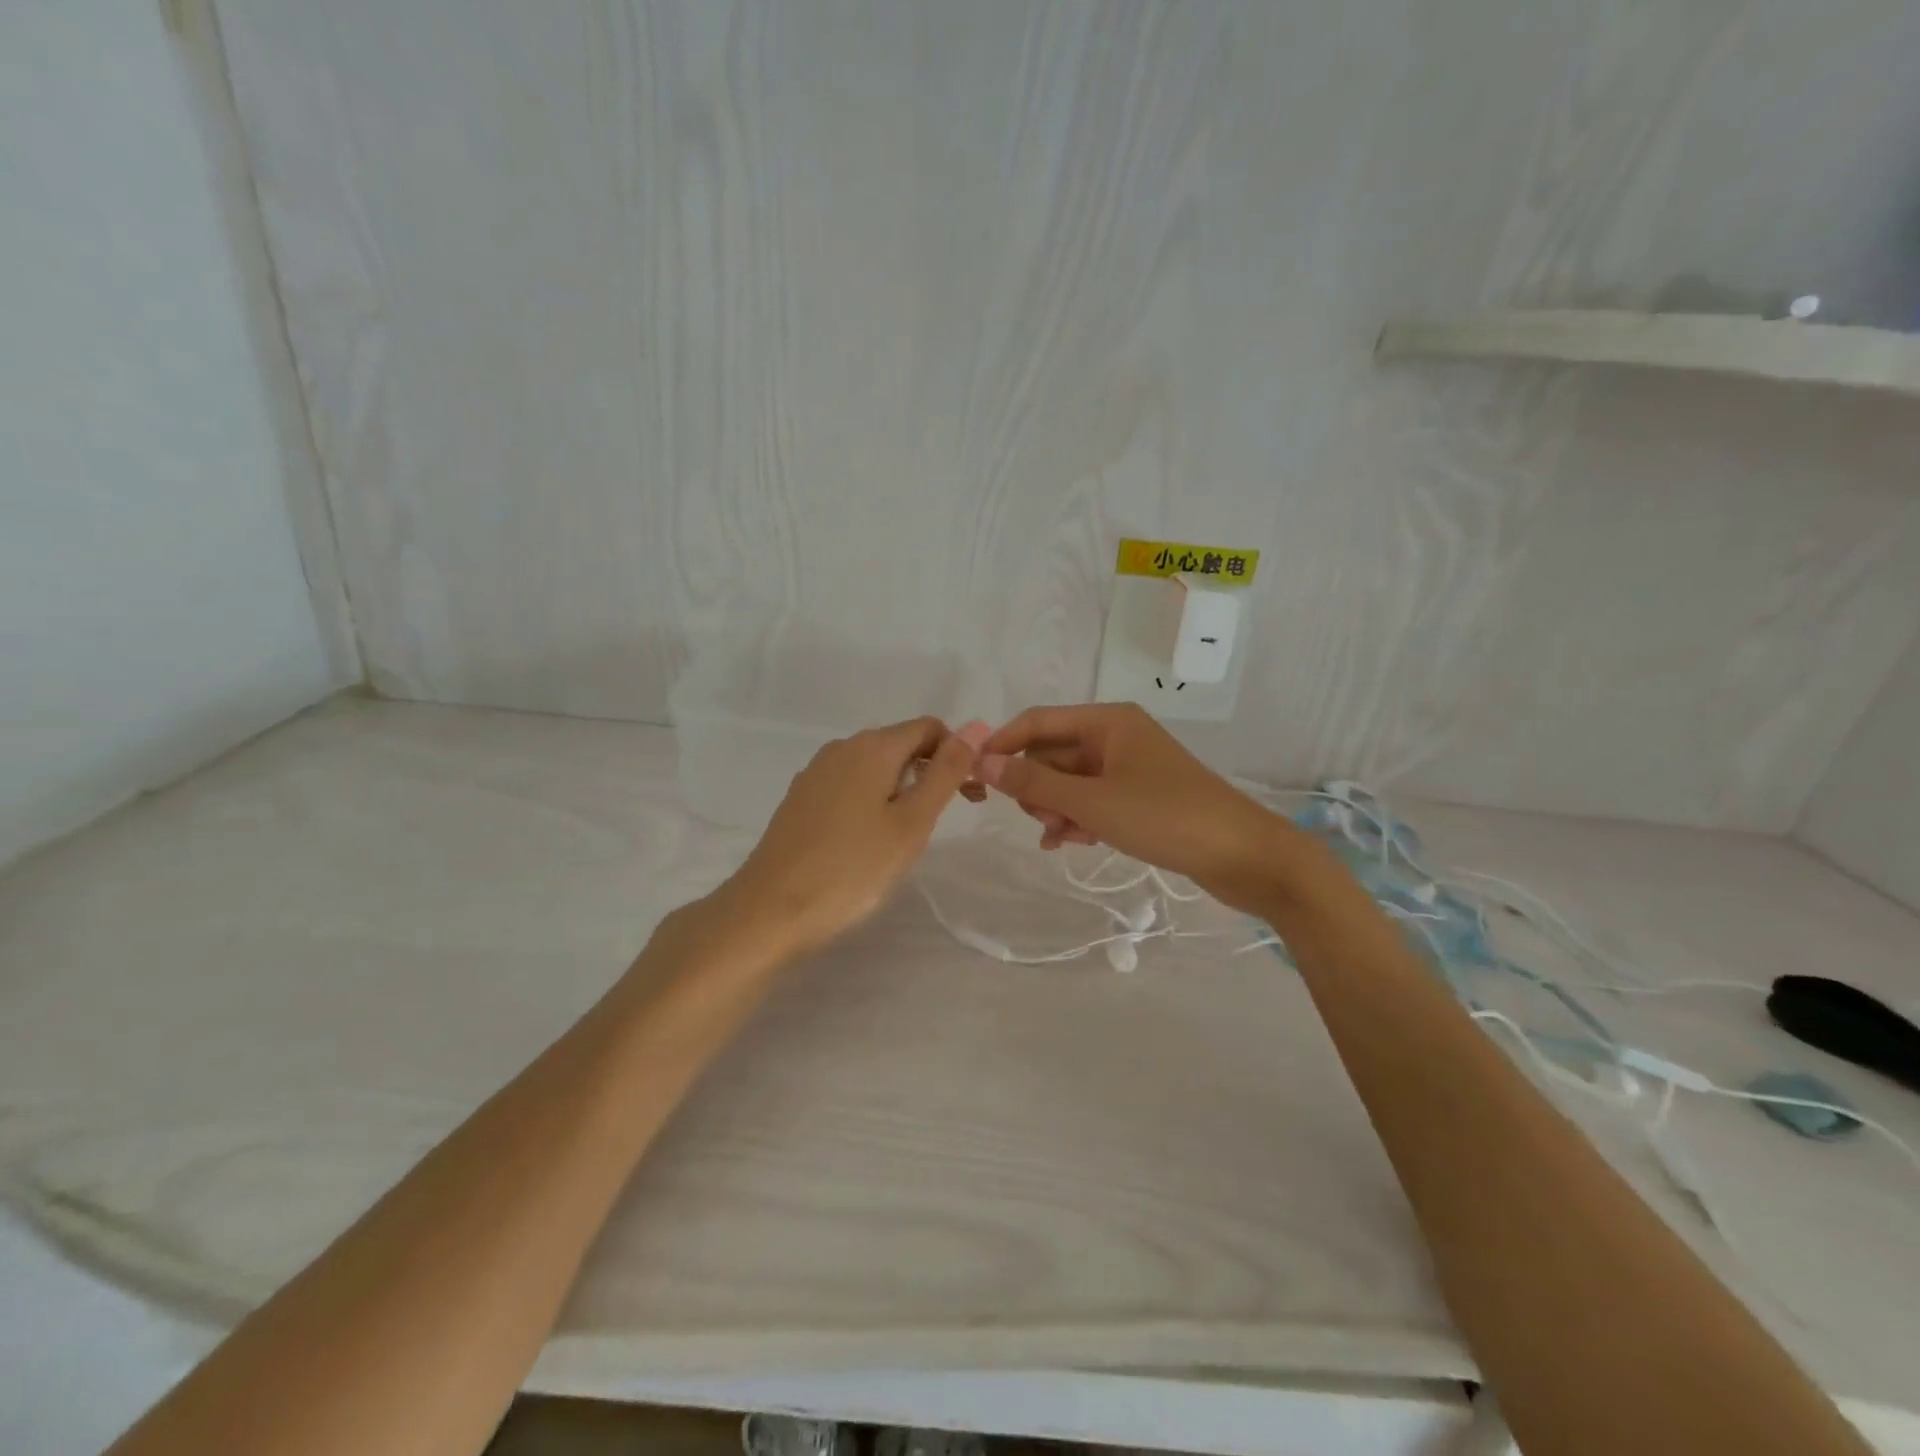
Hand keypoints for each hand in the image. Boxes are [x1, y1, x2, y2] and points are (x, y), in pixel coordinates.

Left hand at [716, 716, 990, 960]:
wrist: (770, 910)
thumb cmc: (852, 868)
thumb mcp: (912, 822)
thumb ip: (945, 773)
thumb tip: (975, 727)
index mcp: (872, 746)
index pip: (928, 728)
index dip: (956, 754)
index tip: (968, 797)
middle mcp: (841, 748)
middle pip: (900, 745)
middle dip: (930, 773)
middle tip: (944, 822)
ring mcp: (815, 773)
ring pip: (874, 768)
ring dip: (902, 790)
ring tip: (906, 838)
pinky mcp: (800, 800)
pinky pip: (849, 786)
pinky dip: (872, 802)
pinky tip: (868, 842)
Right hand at [976, 703, 1284, 910]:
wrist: (1244, 855)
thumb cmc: (1165, 817)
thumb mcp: (1091, 802)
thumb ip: (1035, 783)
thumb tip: (983, 762)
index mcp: (1107, 721)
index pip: (1037, 721)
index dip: (1003, 744)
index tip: (974, 775)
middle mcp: (1116, 736)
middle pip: (1053, 753)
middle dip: (1036, 786)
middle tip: (1039, 820)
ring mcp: (1129, 767)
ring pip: (1070, 781)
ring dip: (1056, 807)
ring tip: (1061, 838)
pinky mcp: (1140, 797)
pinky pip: (1092, 800)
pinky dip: (1077, 818)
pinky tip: (1071, 843)